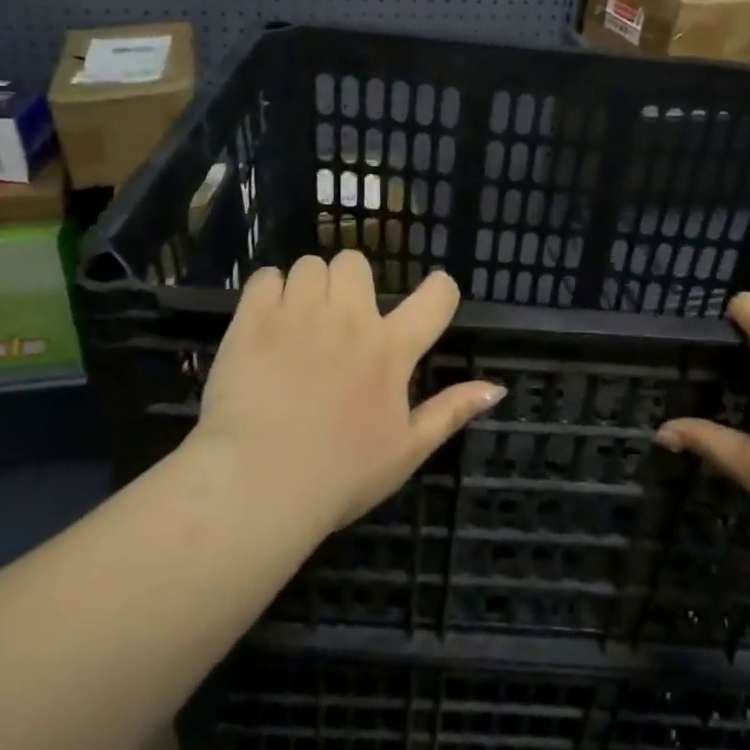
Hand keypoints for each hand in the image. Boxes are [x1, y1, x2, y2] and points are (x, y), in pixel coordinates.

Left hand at [189, 251, 505, 535]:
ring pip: (309, 265)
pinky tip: (267, 323)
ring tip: (299, 322)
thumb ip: (451, 412)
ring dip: (308, 288)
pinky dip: (268, 293)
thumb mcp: (407, 451)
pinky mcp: (253, 320)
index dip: (440, 289)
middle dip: (350, 284)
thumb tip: (496, 387)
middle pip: (355, 262)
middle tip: (339, 319)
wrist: (258, 487)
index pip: (437, 295)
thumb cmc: (340, 475)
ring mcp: (298, 315)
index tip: (430, 300)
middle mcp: (348, 319)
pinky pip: (265, 277)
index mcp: (391, 349)